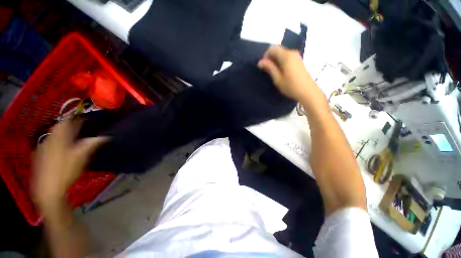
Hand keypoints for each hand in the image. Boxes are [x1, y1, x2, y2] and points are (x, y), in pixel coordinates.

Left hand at [32, 118, 107, 214]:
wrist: (47, 189)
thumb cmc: (65, 171)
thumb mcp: (81, 157)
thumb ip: (91, 144)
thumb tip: (105, 136)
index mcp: (59, 138)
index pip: (66, 122)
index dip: (74, 117)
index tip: (83, 116)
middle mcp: (49, 140)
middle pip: (59, 128)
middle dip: (69, 125)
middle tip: (80, 125)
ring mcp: (43, 148)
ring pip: (54, 136)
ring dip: (63, 133)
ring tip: (73, 134)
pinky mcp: (41, 156)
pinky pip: (50, 143)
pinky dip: (57, 141)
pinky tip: (62, 147)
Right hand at [257, 45, 321, 101]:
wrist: (307, 91)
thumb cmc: (291, 86)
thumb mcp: (277, 78)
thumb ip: (269, 68)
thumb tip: (260, 61)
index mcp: (286, 55)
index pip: (273, 48)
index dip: (265, 55)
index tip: (263, 66)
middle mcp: (292, 52)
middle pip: (278, 50)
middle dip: (270, 58)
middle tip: (267, 70)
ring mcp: (296, 56)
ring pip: (282, 54)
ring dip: (275, 61)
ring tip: (273, 72)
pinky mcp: (299, 61)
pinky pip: (287, 57)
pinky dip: (281, 62)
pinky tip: (281, 72)